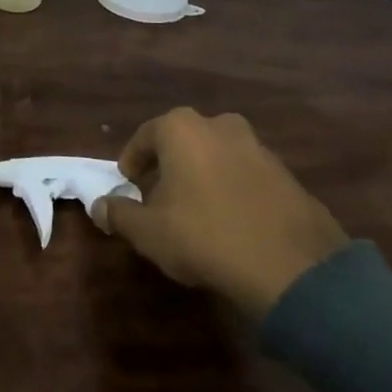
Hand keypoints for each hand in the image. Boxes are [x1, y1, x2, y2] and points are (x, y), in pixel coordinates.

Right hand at [92, 107, 349, 317]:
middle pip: (184, 141)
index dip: (132, 160)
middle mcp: (220, 125)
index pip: (145, 136)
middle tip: (159, 195)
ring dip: (204, 175)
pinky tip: (231, 221)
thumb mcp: (149, 232)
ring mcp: (258, 147)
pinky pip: (247, 175)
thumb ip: (120, 214)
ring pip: (218, 155)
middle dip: (170, 164)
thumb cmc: (205, 236)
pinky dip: (234, 190)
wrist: (291, 266)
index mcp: (182, 128)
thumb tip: (99, 206)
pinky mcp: (286, 174)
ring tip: (196, 210)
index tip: (127, 183)